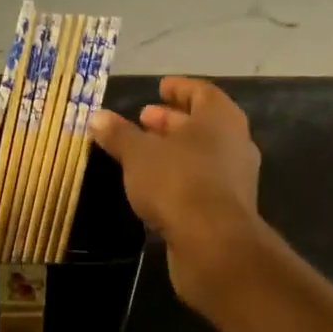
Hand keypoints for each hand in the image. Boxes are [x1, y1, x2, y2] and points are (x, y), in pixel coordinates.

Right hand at [89, 76, 263, 310]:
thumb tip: (97, 117)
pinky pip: (201, 181)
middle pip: (202, 124)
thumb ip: (118, 134)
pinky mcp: (228, 208)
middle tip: (143, 119)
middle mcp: (234, 143)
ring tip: (143, 152)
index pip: (201, 92)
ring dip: (174, 150)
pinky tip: (154, 185)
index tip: (159, 87)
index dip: (179, 88)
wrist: (213, 244)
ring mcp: (235, 178)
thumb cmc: (177, 183)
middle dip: (171, 121)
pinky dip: (179, 176)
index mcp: (220, 119)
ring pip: (202, 154)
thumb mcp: (138, 154)